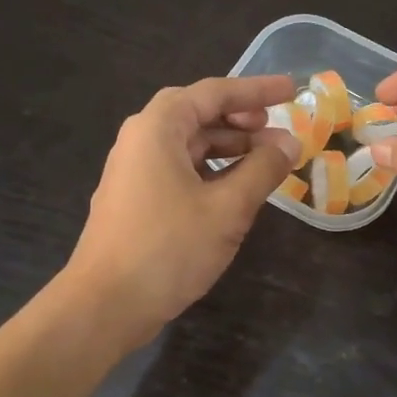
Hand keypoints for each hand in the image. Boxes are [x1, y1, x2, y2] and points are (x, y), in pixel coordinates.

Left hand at [64, 74, 299, 346]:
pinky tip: (236, 188)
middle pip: (197, 114)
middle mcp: (142, 140)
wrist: (105, 306)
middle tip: (276, 127)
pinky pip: (180, 168)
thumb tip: (289, 142)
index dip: (256, 90)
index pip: (214, 92)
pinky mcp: (136, 199)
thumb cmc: (168, 247)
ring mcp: (135, 171)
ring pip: (189, 144)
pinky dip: (212, 169)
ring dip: (229, 146)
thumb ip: (263, 169)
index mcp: (159, 128)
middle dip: (241, 118)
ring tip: (266, 160)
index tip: (291, 91)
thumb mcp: (228, 207)